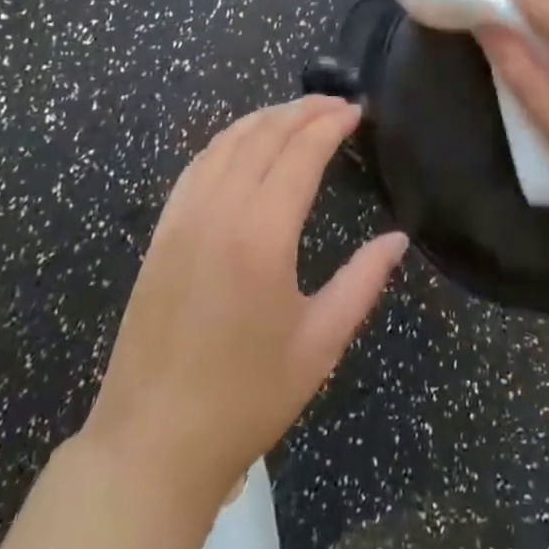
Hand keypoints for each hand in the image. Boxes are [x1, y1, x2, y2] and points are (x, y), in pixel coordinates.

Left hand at [83, 97, 407, 502]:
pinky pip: (198, 164)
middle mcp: (219, 210)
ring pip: (227, 141)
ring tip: (298, 113)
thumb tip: (397, 238)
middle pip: (264, 134)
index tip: (356, 111)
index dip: (331, 124)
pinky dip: (228, 140)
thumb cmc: (246, 399)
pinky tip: (244, 144)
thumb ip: (363, 282)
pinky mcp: (161, 231)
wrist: (151, 444)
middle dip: (303, 110)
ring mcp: (183, 216)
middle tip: (336, 105)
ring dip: (265, 118)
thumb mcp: (319, 344)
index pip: (301, 152)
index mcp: (262, 234)